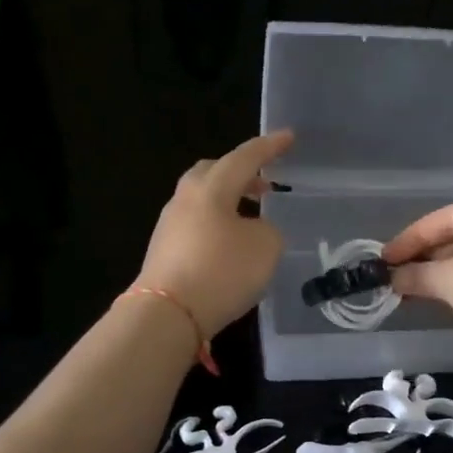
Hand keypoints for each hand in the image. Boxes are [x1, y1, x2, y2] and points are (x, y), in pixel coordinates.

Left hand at [137, 131, 292, 336]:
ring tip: (253, 217)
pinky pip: (196, 224)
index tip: (288, 137)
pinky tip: (231, 245)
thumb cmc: (221, 271)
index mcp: (212, 187)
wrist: (167, 314)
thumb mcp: (265, 247)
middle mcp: (186, 198)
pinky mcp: (164, 250)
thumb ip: (268, 229)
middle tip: (265, 182)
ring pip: (203, 199)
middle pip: (213, 172)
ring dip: (229, 201)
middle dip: (241, 172)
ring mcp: (170, 224)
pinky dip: (217, 224)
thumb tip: (254, 229)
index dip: (269, 147)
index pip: (245, 157)